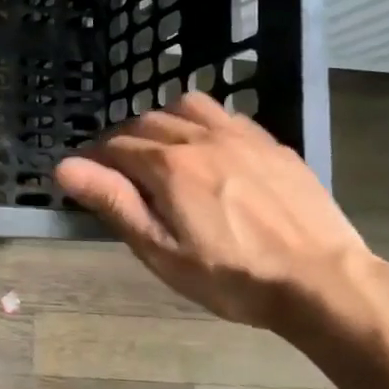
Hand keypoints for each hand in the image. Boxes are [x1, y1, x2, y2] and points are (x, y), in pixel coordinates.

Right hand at [55, 93, 369, 329]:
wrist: (323, 281)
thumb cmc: (232, 277)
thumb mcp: (162, 252)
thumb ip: (114, 203)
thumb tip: (65, 167)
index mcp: (168, 166)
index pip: (114, 147)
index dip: (94, 160)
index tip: (89, 178)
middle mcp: (199, 138)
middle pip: (146, 123)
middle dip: (123, 142)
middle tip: (122, 175)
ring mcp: (240, 136)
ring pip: (186, 106)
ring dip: (164, 122)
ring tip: (164, 153)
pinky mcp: (271, 144)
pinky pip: (226, 115)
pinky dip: (203, 123)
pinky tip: (210, 150)